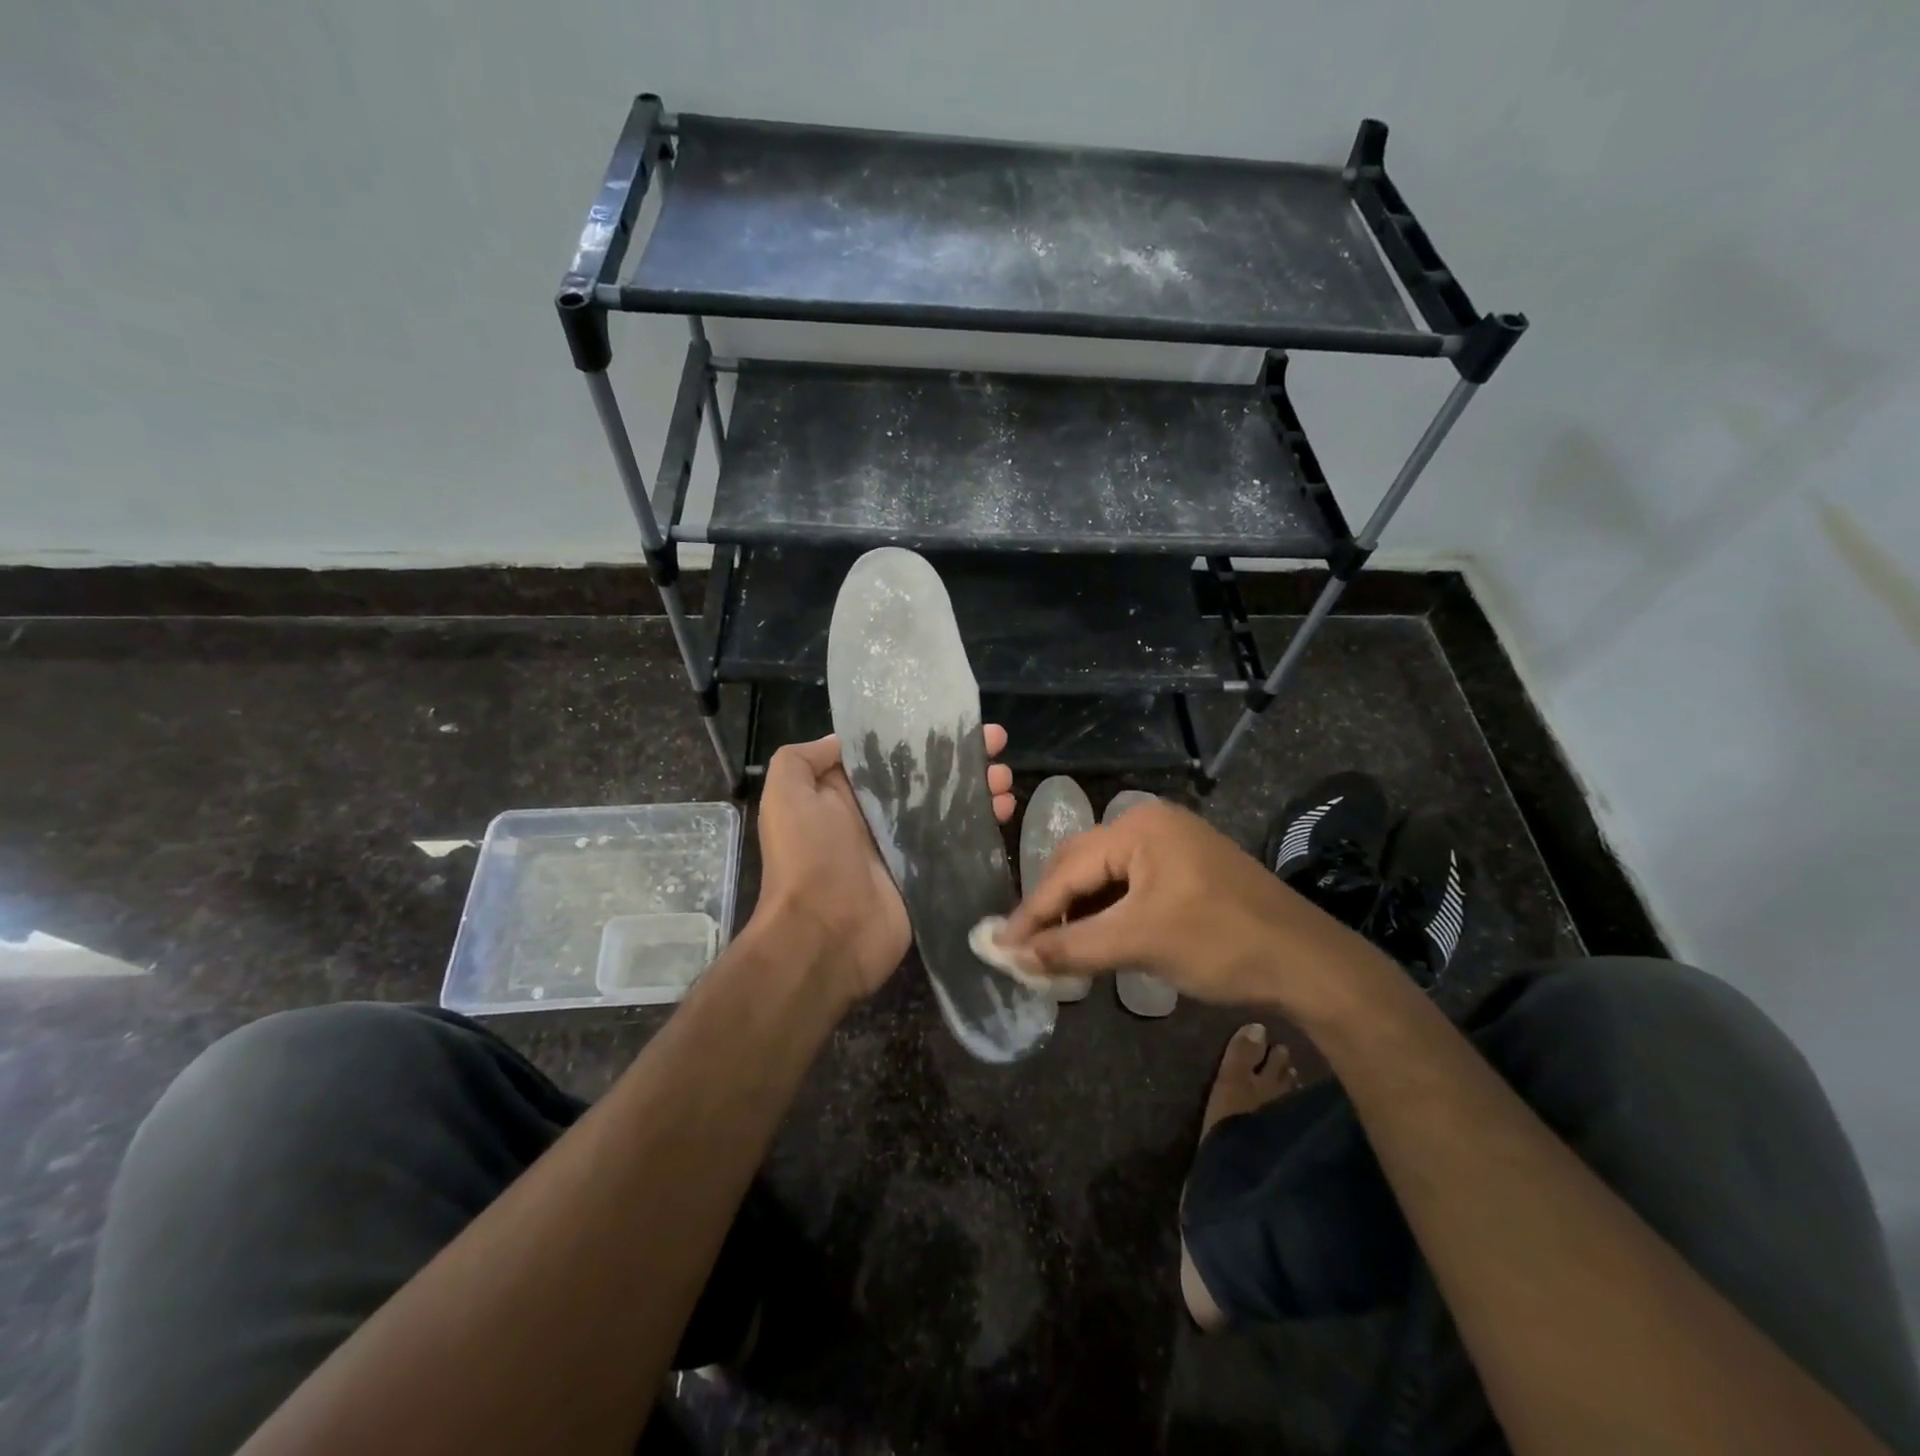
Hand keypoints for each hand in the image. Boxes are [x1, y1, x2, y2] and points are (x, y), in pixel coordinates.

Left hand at [753, 726, 1013, 1004]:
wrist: (824, 935)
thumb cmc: (807, 858)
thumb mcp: (785, 794)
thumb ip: (804, 758)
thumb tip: (842, 741)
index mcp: (844, 793)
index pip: (889, 754)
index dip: (920, 735)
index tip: (956, 720)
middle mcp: (876, 816)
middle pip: (926, 777)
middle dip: (961, 758)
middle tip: (997, 742)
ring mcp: (905, 846)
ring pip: (948, 806)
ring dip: (979, 787)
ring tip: (1005, 776)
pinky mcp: (928, 873)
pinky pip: (959, 842)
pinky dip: (983, 824)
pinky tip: (1006, 808)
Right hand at [999, 798, 1392, 1022]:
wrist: (1310, 964)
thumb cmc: (1221, 944)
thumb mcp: (1139, 943)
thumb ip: (1071, 946)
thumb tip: (1013, 956)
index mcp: (1139, 827)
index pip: (1068, 868)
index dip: (1032, 910)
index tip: (1000, 944)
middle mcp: (1151, 824)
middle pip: (1082, 865)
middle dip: (1054, 908)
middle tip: (1027, 949)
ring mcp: (1172, 845)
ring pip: (1105, 878)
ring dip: (1080, 913)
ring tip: (1056, 950)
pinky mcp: (1186, 869)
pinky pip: (1131, 886)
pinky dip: (1109, 914)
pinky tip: (1095, 939)